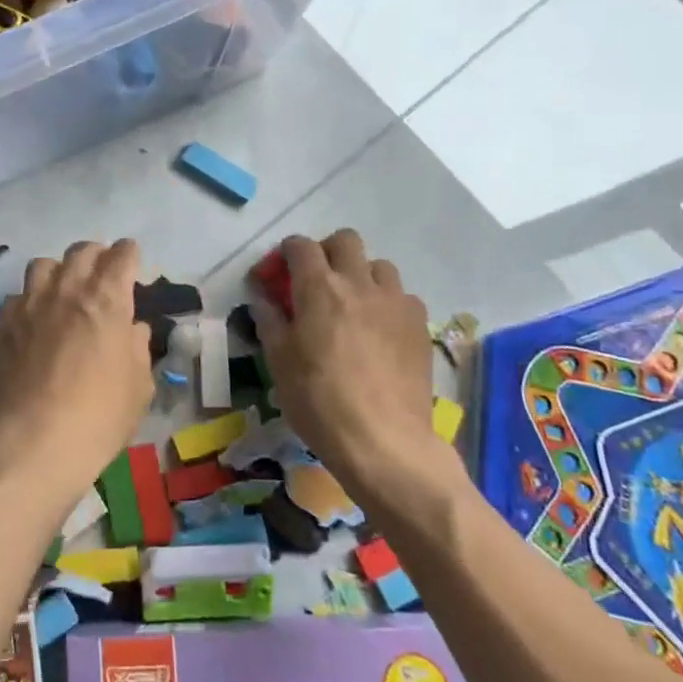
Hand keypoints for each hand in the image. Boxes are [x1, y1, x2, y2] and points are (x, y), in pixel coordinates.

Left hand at [0, 239, 154, 499]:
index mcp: (107, 299)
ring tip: (63, 291)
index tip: (132, 263)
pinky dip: (29, 301)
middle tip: (102, 274)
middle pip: (82, 251)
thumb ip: (137, 347)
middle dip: (96, 256)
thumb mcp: (139, 385)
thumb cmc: (100, 415)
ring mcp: (31, 303)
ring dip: (59, 271)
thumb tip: (132, 328)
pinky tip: (33, 320)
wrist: (36, 441)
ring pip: (44, 264)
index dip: (129, 255)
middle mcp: (68, 289)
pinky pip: (17, 296)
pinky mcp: (4, 323)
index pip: (121, 255)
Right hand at [252, 231, 456, 489]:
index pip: (300, 246)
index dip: (286, 252)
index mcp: (318, 287)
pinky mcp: (419, 325)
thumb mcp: (279, 362)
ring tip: (353, 305)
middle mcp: (358, 283)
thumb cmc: (319, 400)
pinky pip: (403, 296)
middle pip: (345, 240)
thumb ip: (270, 321)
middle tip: (317, 281)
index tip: (279, 273)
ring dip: (362, 275)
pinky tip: (381, 330)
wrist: (384, 441)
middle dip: (327, 252)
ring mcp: (395, 302)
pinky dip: (388, 303)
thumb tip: (262, 299)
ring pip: (379, 265)